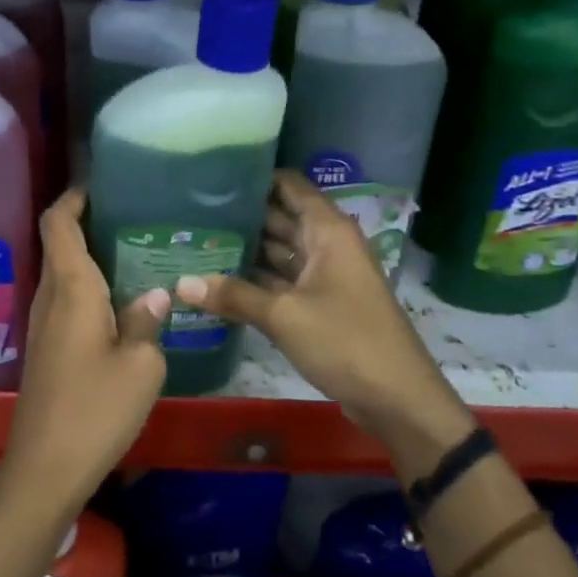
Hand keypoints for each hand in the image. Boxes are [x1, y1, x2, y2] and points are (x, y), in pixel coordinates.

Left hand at [5, 189, 168, 514]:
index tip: (102, 183)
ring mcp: (44, 323)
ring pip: (63, 272)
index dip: (73, 196)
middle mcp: (50, 296)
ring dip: (90, 254)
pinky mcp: (46, 347)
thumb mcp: (140, 366)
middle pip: (60, 242)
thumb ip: (147, 323)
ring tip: (136, 249)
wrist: (46, 466)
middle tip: (135, 214)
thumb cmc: (95, 409)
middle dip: (89, 221)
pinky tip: (122, 300)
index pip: (58, 222)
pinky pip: (65, 298)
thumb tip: (157, 296)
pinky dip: (89, 285)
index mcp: (71, 288)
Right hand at [174, 170, 474, 466]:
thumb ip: (233, 295)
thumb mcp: (284, 316)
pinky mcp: (322, 304)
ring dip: (246, 249)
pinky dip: (257, 280)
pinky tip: (220, 280)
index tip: (212, 178)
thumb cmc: (345, 341)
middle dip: (241, 215)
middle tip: (192, 212)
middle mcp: (327, 245)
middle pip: (281, 217)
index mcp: (328, 231)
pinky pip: (284, 281)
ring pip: (280, 251)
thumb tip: (180, 283)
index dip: (254, 178)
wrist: (398, 398)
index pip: (289, 186)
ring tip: (198, 241)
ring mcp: (326, 275)